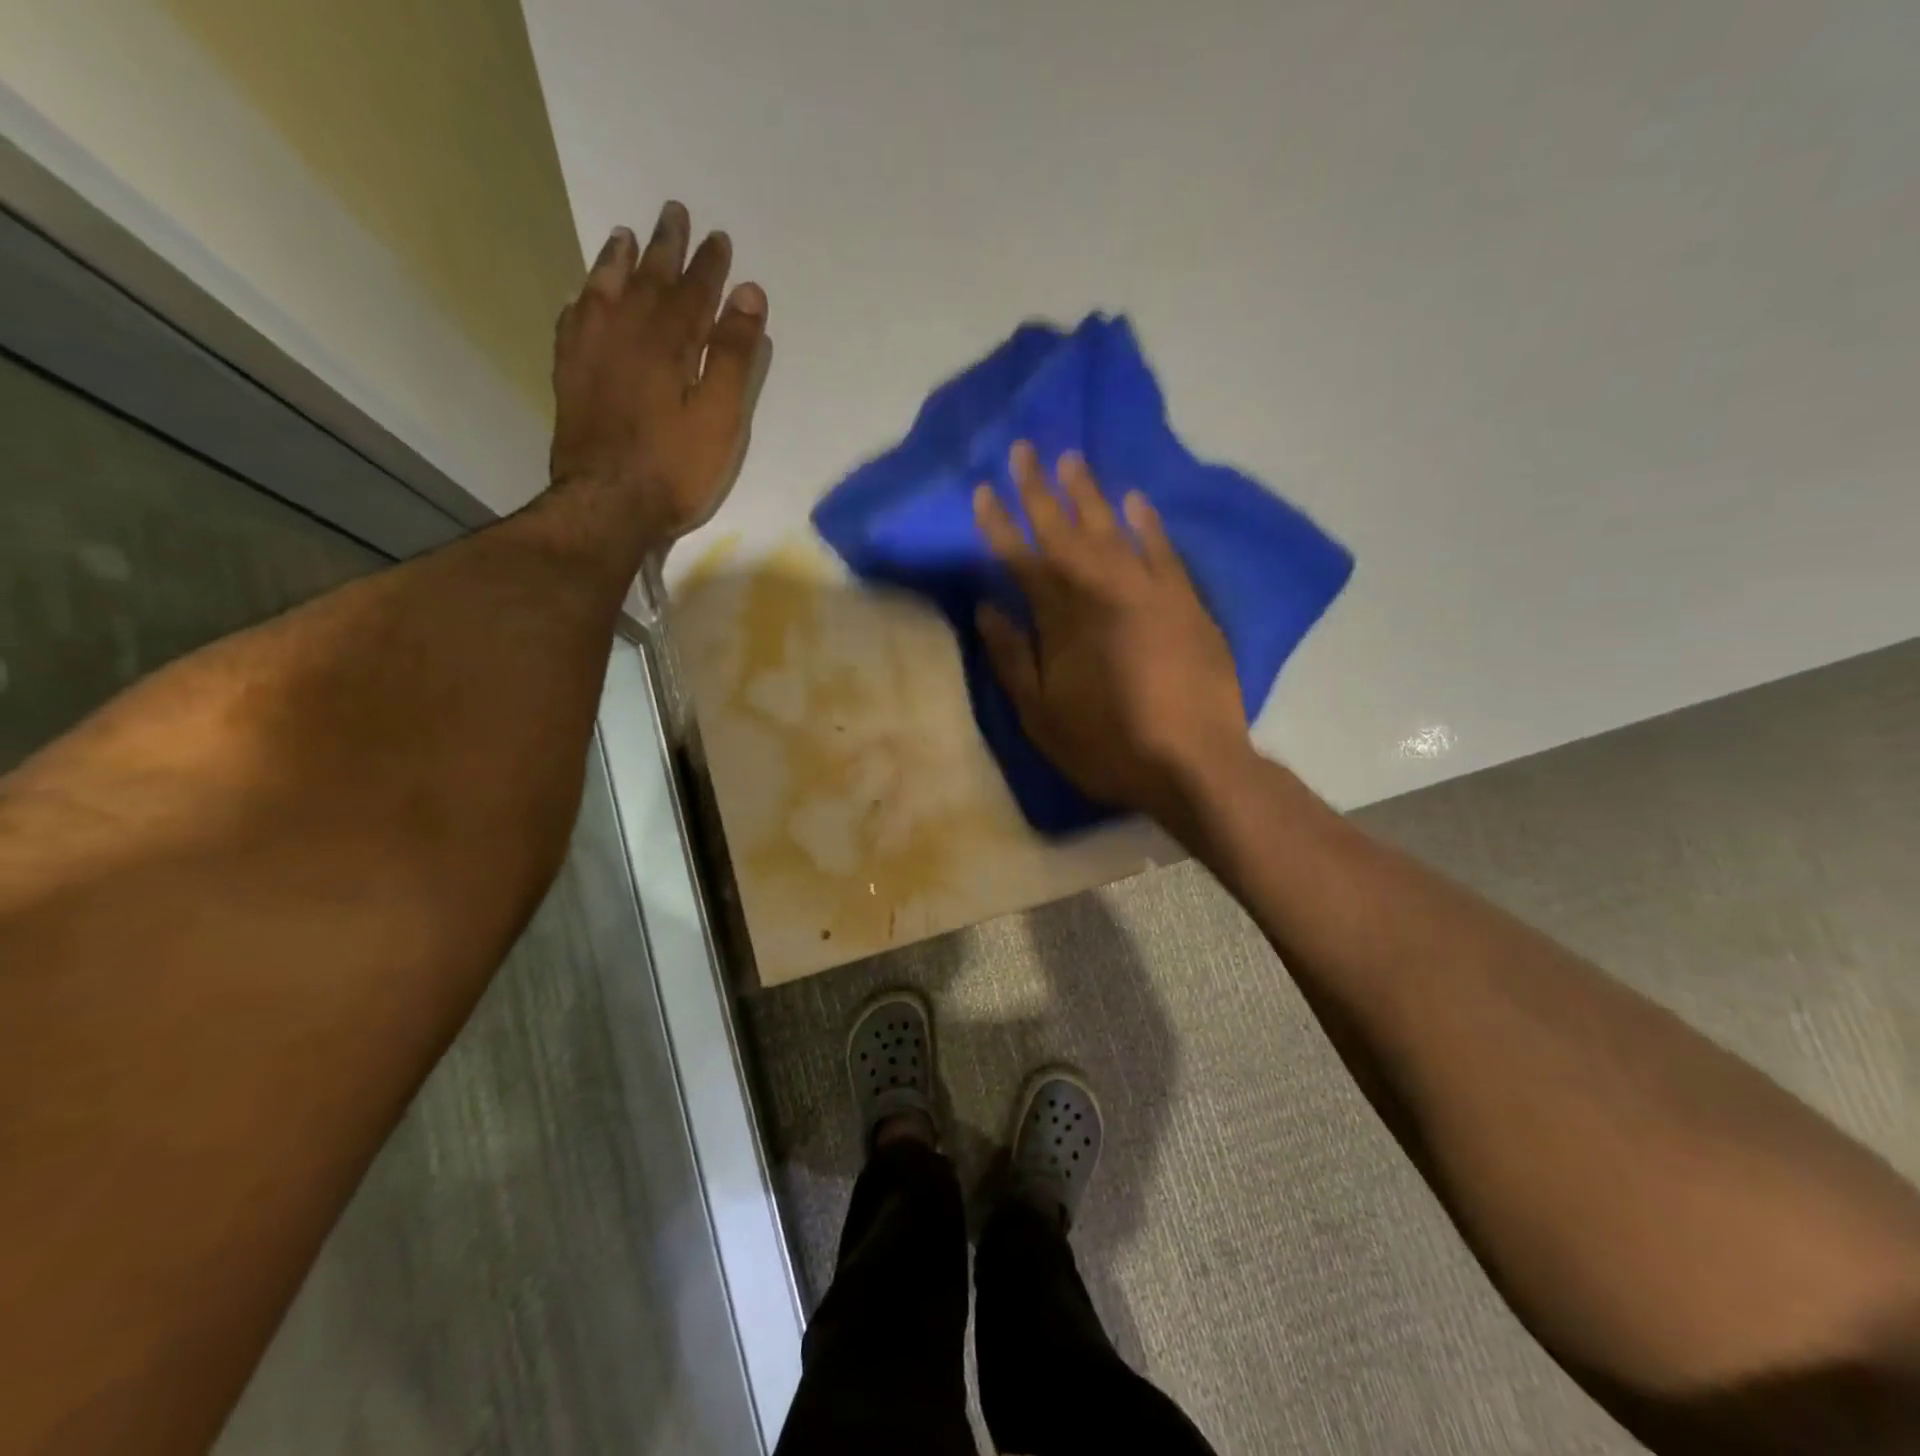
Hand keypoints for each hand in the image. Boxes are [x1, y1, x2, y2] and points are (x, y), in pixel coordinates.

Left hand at [548, 200, 768, 544]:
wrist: (608, 505)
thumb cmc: (675, 467)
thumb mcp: (720, 417)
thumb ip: (734, 355)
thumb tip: (749, 293)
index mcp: (667, 343)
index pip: (693, 292)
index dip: (709, 266)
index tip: (719, 239)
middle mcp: (624, 334)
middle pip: (647, 279)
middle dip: (665, 247)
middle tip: (673, 213)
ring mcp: (590, 354)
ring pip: (604, 292)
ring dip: (617, 262)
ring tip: (623, 236)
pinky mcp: (570, 378)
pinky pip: (574, 322)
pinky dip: (583, 301)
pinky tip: (585, 297)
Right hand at [974, 442, 1250, 822]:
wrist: (1192, 763)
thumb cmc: (1106, 745)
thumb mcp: (1041, 715)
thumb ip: (1013, 658)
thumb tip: (986, 608)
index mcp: (1062, 620)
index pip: (1021, 559)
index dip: (999, 524)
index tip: (983, 490)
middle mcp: (1102, 592)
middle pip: (1063, 531)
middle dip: (1038, 490)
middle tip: (1022, 448)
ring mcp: (1148, 592)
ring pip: (1111, 529)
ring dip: (1088, 493)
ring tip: (1070, 458)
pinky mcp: (1185, 602)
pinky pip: (1163, 550)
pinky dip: (1147, 523)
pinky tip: (1135, 499)